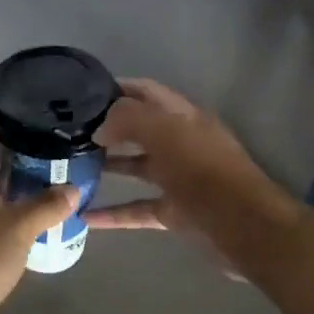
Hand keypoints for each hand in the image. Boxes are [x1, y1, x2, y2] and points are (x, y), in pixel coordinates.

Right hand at [85, 79, 299, 259]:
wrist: (243, 225)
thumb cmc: (203, 170)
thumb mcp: (164, 132)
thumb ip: (128, 120)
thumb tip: (101, 128)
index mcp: (183, 117)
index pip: (146, 92)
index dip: (117, 88)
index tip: (82, 94)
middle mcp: (181, 143)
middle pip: (140, 130)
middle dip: (108, 128)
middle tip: (71, 132)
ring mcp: (178, 179)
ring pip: (137, 168)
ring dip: (108, 167)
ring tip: (73, 167)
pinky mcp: (174, 212)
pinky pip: (137, 209)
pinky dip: (113, 213)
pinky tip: (85, 216)